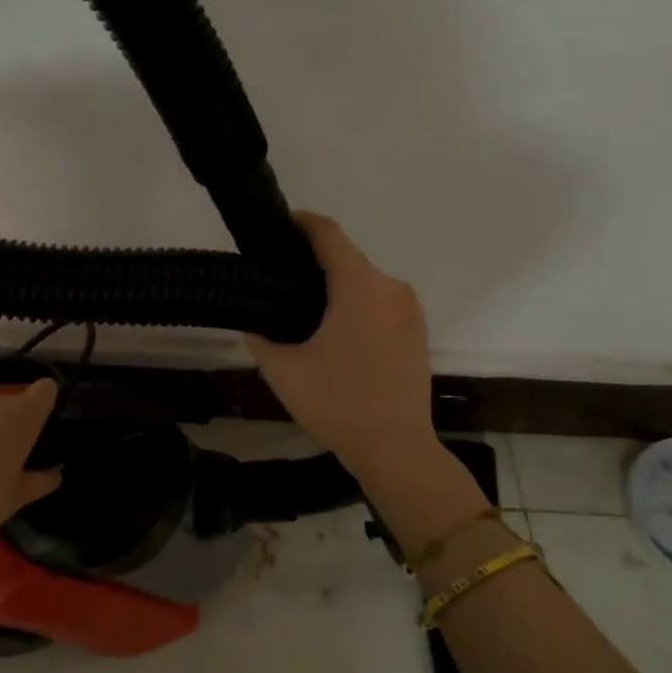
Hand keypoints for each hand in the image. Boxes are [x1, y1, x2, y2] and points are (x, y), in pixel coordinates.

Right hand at [246, 213, 437, 485]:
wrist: (396, 448)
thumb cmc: (337, 405)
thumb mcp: (282, 370)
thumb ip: (260, 335)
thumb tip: (254, 319)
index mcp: (360, 288)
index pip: (328, 235)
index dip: (300, 223)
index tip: (276, 227)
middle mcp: (391, 288)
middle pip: (346, 259)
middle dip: (311, 264)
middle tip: (276, 284)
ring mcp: (410, 309)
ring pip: (363, 282)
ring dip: (334, 288)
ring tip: (301, 314)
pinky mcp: (417, 330)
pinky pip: (379, 302)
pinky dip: (354, 305)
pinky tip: (334, 336)